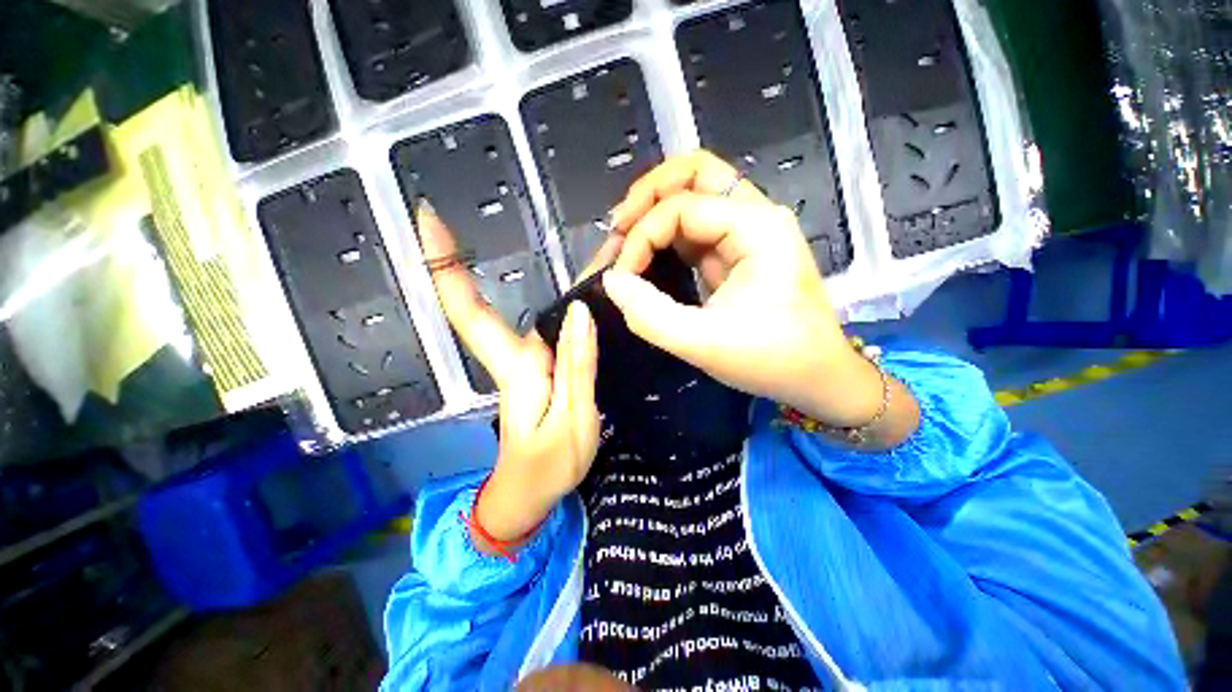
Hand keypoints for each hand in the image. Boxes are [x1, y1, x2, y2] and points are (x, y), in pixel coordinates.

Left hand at [416, 201, 600, 549]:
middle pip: (512, 301)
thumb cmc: (548, 468)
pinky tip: (598, 290)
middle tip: (588, 231)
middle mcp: (516, 356)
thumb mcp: (573, 422)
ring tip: (608, 252)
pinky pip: (556, 328)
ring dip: (570, 279)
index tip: (426, 219)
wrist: (531, 495)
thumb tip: (579, 313)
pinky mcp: (543, 369)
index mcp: (515, 368)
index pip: (470, 312)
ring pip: (542, 311)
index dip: (445, 267)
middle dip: (535, 262)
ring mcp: (529, 362)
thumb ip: (577, 368)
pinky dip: (576, 302)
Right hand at [603, 151, 918, 445]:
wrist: (818, 377)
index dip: (641, 237)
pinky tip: (646, 257)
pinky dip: (665, 236)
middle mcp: (755, 216)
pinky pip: (694, 227)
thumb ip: (650, 314)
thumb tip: (612, 282)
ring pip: (693, 194)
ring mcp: (747, 231)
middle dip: (647, 196)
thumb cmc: (772, 360)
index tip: (619, 277)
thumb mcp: (704, 343)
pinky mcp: (737, 251)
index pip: (681, 207)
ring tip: (624, 242)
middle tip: (616, 231)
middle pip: (694, 173)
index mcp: (757, 228)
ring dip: (654, 212)